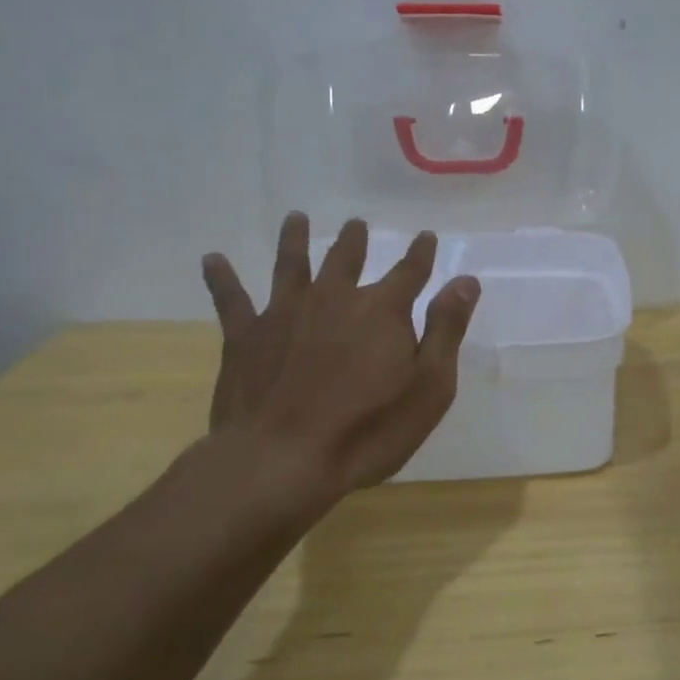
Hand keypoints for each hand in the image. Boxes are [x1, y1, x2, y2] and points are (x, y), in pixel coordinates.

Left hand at [200, 213, 480, 509]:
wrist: (282, 460)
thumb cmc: (369, 429)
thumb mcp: (430, 385)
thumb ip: (446, 329)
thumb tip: (466, 280)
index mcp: (382, 310)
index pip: (410, 271)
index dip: (421, 253)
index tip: (426, 236)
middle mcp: (334, 299)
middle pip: (346, 259)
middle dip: (355, 240)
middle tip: (356, 223)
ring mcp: (285, 313)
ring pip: (291, 265)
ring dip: (295, 240)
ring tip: (295, 219)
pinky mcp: (245, 337)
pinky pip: (231, 300)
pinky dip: (222, 278)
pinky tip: (212, 260)